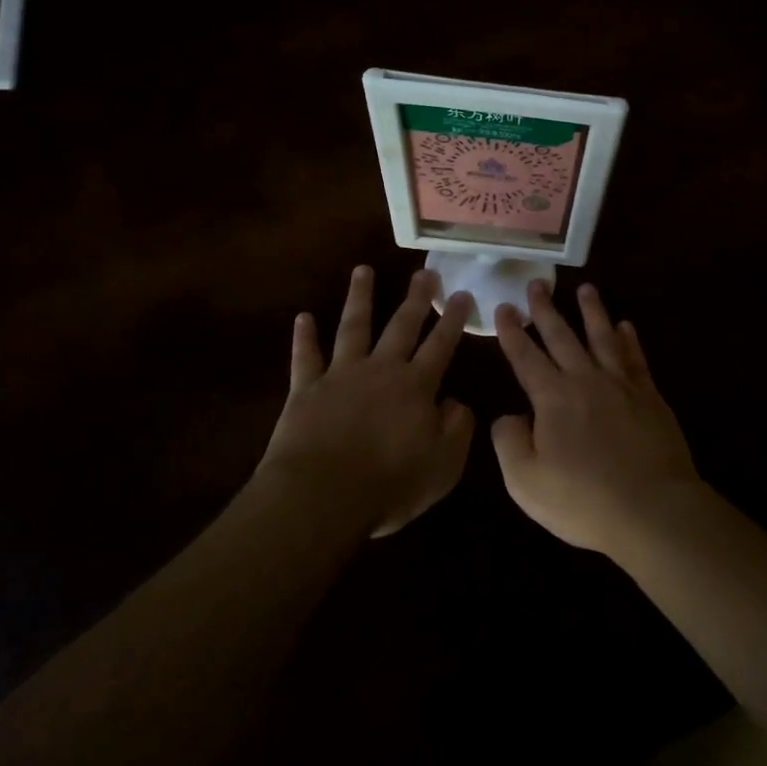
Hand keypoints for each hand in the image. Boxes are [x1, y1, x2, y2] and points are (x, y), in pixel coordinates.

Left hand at [260, 266, 474, 536]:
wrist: (322, 496)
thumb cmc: (390, 484)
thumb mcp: (443, 465)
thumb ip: (457, 429)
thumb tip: (457, 402)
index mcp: (416, 386)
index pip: (441, 346)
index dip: (454, 320)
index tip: (463, 294)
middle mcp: (381, 370)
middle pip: (401, 326)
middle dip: (415, 298)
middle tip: (424, 272)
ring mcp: (341, 375)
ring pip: (353, 327)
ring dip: (359, 298)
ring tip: (363, 270)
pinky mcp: (306, 389)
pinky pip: (305, 357)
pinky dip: (304, 337)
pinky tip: (303, 317)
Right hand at [492, 280, 701, 556]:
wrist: (651, 509)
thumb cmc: (583, 500)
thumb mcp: (525, 482)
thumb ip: (509, 442)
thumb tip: (508, 416)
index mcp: (552, 398)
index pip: (525, 357)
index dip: (512, 332)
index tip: (504, 307)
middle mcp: (585, 380)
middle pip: (562, 337)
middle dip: (546, 310)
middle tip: (537, 284)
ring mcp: (621, 385)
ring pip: (603, 337)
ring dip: (592, 312)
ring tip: (586, 288)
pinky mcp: (649, 397)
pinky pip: (636, 359)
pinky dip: (630, 340)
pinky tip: (626, 326)